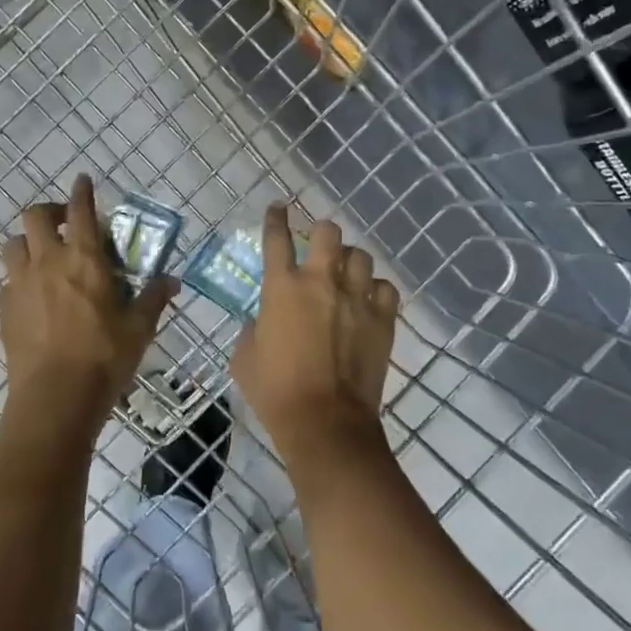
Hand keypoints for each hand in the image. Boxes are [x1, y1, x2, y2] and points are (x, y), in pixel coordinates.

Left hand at [0, 175, 176, 431]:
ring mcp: (20, 285)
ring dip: (28, 242)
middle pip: (35, 217)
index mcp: (83, 259)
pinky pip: (7, 281)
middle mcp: (47, 262)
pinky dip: (19, 278)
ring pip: (13, 245)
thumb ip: (155, 298)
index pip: (80, 211)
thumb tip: (173, 280)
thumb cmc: (104, 357)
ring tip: (44, 257)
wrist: (55, 397)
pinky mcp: (5, 310)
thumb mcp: (140, 328)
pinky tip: (33, 296)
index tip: (83, 179)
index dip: (82, 191)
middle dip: (49, 211)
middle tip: (64, 224)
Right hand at [230, 205, 398, 451]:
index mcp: (281, 287)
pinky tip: (369, 301)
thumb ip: (252, 329)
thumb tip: (262, 321)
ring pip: (360, 256)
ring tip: (345, 275)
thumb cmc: (275, 391)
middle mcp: (320, 281)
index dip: (276, 218)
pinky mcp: (382, 319)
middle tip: (317, 246)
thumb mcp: (245, 358)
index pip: (277, 237)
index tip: (278, 209)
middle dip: (321, 233)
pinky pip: (386, 288)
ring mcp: (356, 298)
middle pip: (328, 232)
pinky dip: (376, 290)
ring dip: (350, 262)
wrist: (324, 421)